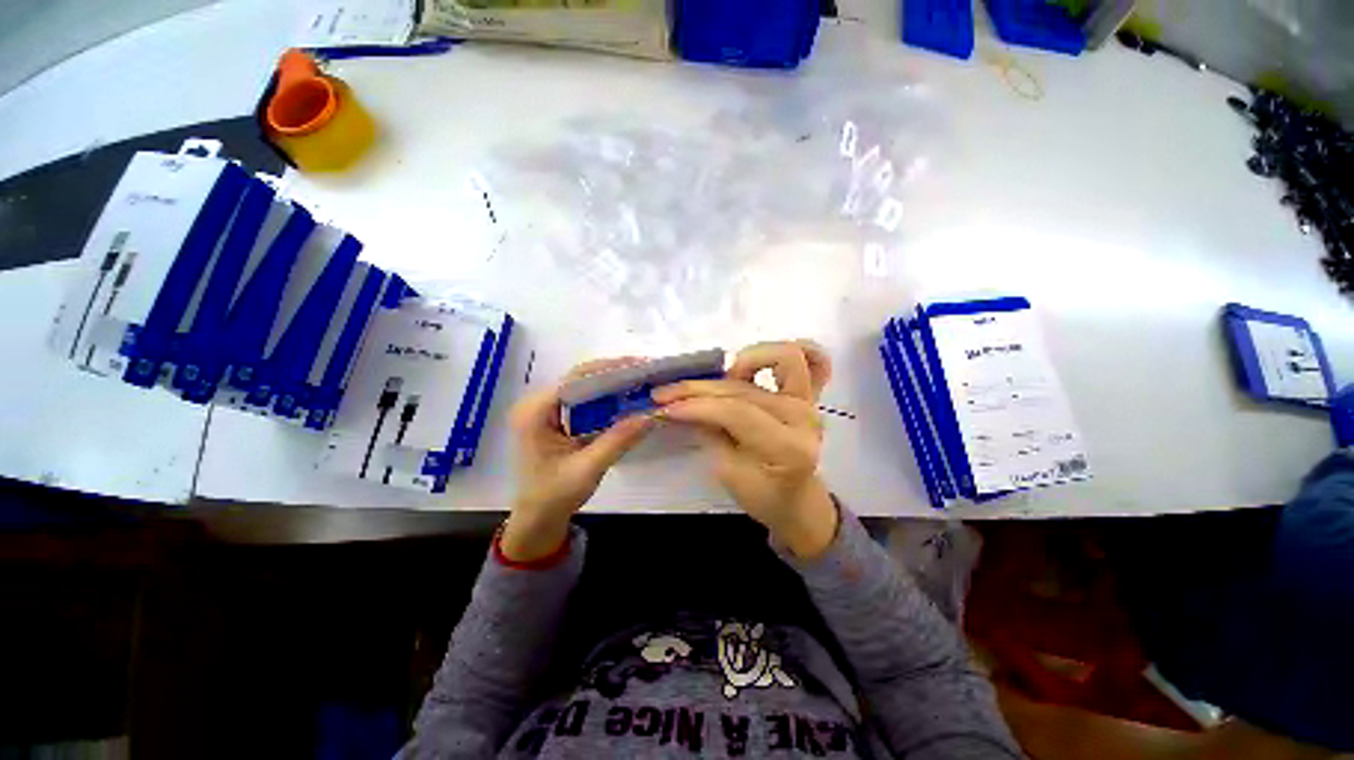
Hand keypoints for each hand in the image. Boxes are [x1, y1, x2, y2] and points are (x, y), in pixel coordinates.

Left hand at [503, 358, 655, 561]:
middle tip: (645, 372)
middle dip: (613, 373)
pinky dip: (604, 397)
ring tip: (639, 380)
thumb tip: (651, 414)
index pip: (575, 379)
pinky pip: (582, 399)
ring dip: (610, 383)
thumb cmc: (555, 496)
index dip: (608, 370)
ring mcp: (544, 409)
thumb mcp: (589, 468)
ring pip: (582, 386)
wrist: (537, 519)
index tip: (639, 367)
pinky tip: (624, 397)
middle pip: (579, 378)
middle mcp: (536, 403)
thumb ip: (619, 439)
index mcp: (535, 412)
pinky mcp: (555, 418)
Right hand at [653, 341, 838, 557]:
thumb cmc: (763, 496)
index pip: (736, 412)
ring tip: (722, 378)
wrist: (797, 499)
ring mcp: (811, 401)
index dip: (697, 406)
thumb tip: (681, 404)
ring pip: (784, 357)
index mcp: (788, 447)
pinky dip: (785, 355)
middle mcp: (803, 417)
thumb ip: (709, 432)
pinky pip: (815, 358)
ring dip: (747, 360)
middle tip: (666, 394)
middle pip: (745, 388)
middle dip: (700, 388)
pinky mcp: (812, 394)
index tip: (664, 407)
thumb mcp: (728, 474)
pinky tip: (757, 363)